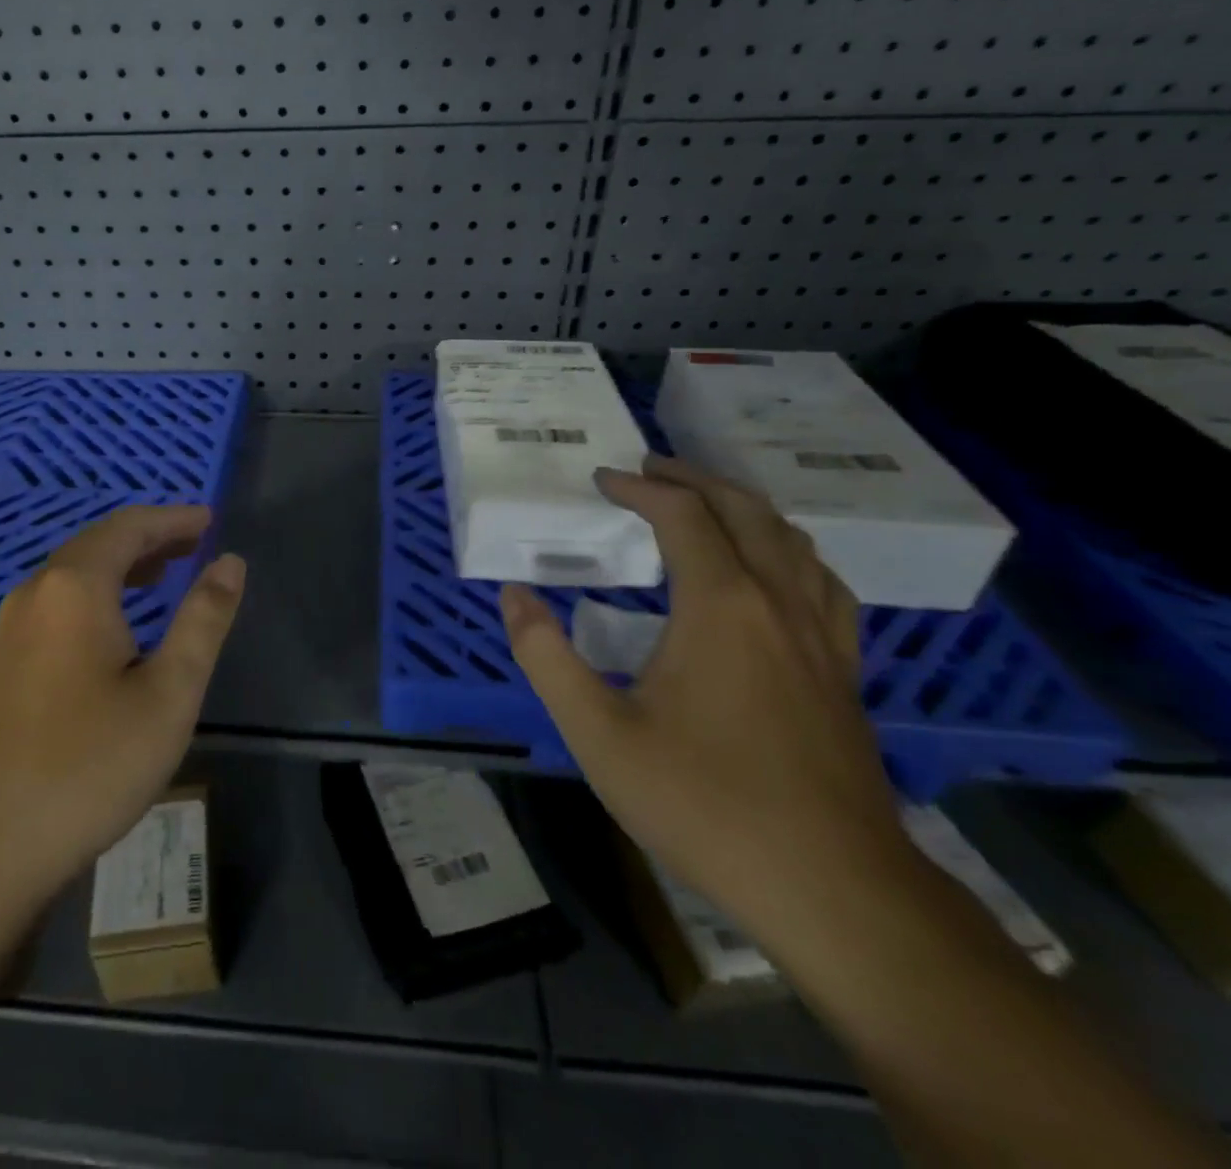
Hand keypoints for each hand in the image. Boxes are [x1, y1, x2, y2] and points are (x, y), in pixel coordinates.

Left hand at [0, 505, 245, 910]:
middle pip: (96, 546)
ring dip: (119, 569)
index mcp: (75, 589)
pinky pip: (52, 608)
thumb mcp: (168, 693)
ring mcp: (5, 633)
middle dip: (148, 540)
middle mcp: (33, 595)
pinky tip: (110, 632)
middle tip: (192, 544)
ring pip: (70, 578)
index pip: (129, 528)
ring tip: (161, 576)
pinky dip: (93, 598)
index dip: (173, 519)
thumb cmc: (87, 766)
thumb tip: (230, 563)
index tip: (209, 520)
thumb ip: (203, 621)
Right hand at [499, 455, 912, 939]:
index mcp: (720, 605)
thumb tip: (513, 597)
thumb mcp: (597, 733)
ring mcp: (821, 637)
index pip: (682, 515)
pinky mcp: (843, 671)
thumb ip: (545, 657)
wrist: (832, 889)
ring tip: (706, 504)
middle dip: (694, 479)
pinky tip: (774, 572)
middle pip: (745, 511)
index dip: (639, 487)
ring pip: (792, 541)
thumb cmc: (703, 803)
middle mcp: (777, 602)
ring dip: (744, 508)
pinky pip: (822, 582)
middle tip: (650, 469)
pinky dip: (789, 552)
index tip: (602, 480)